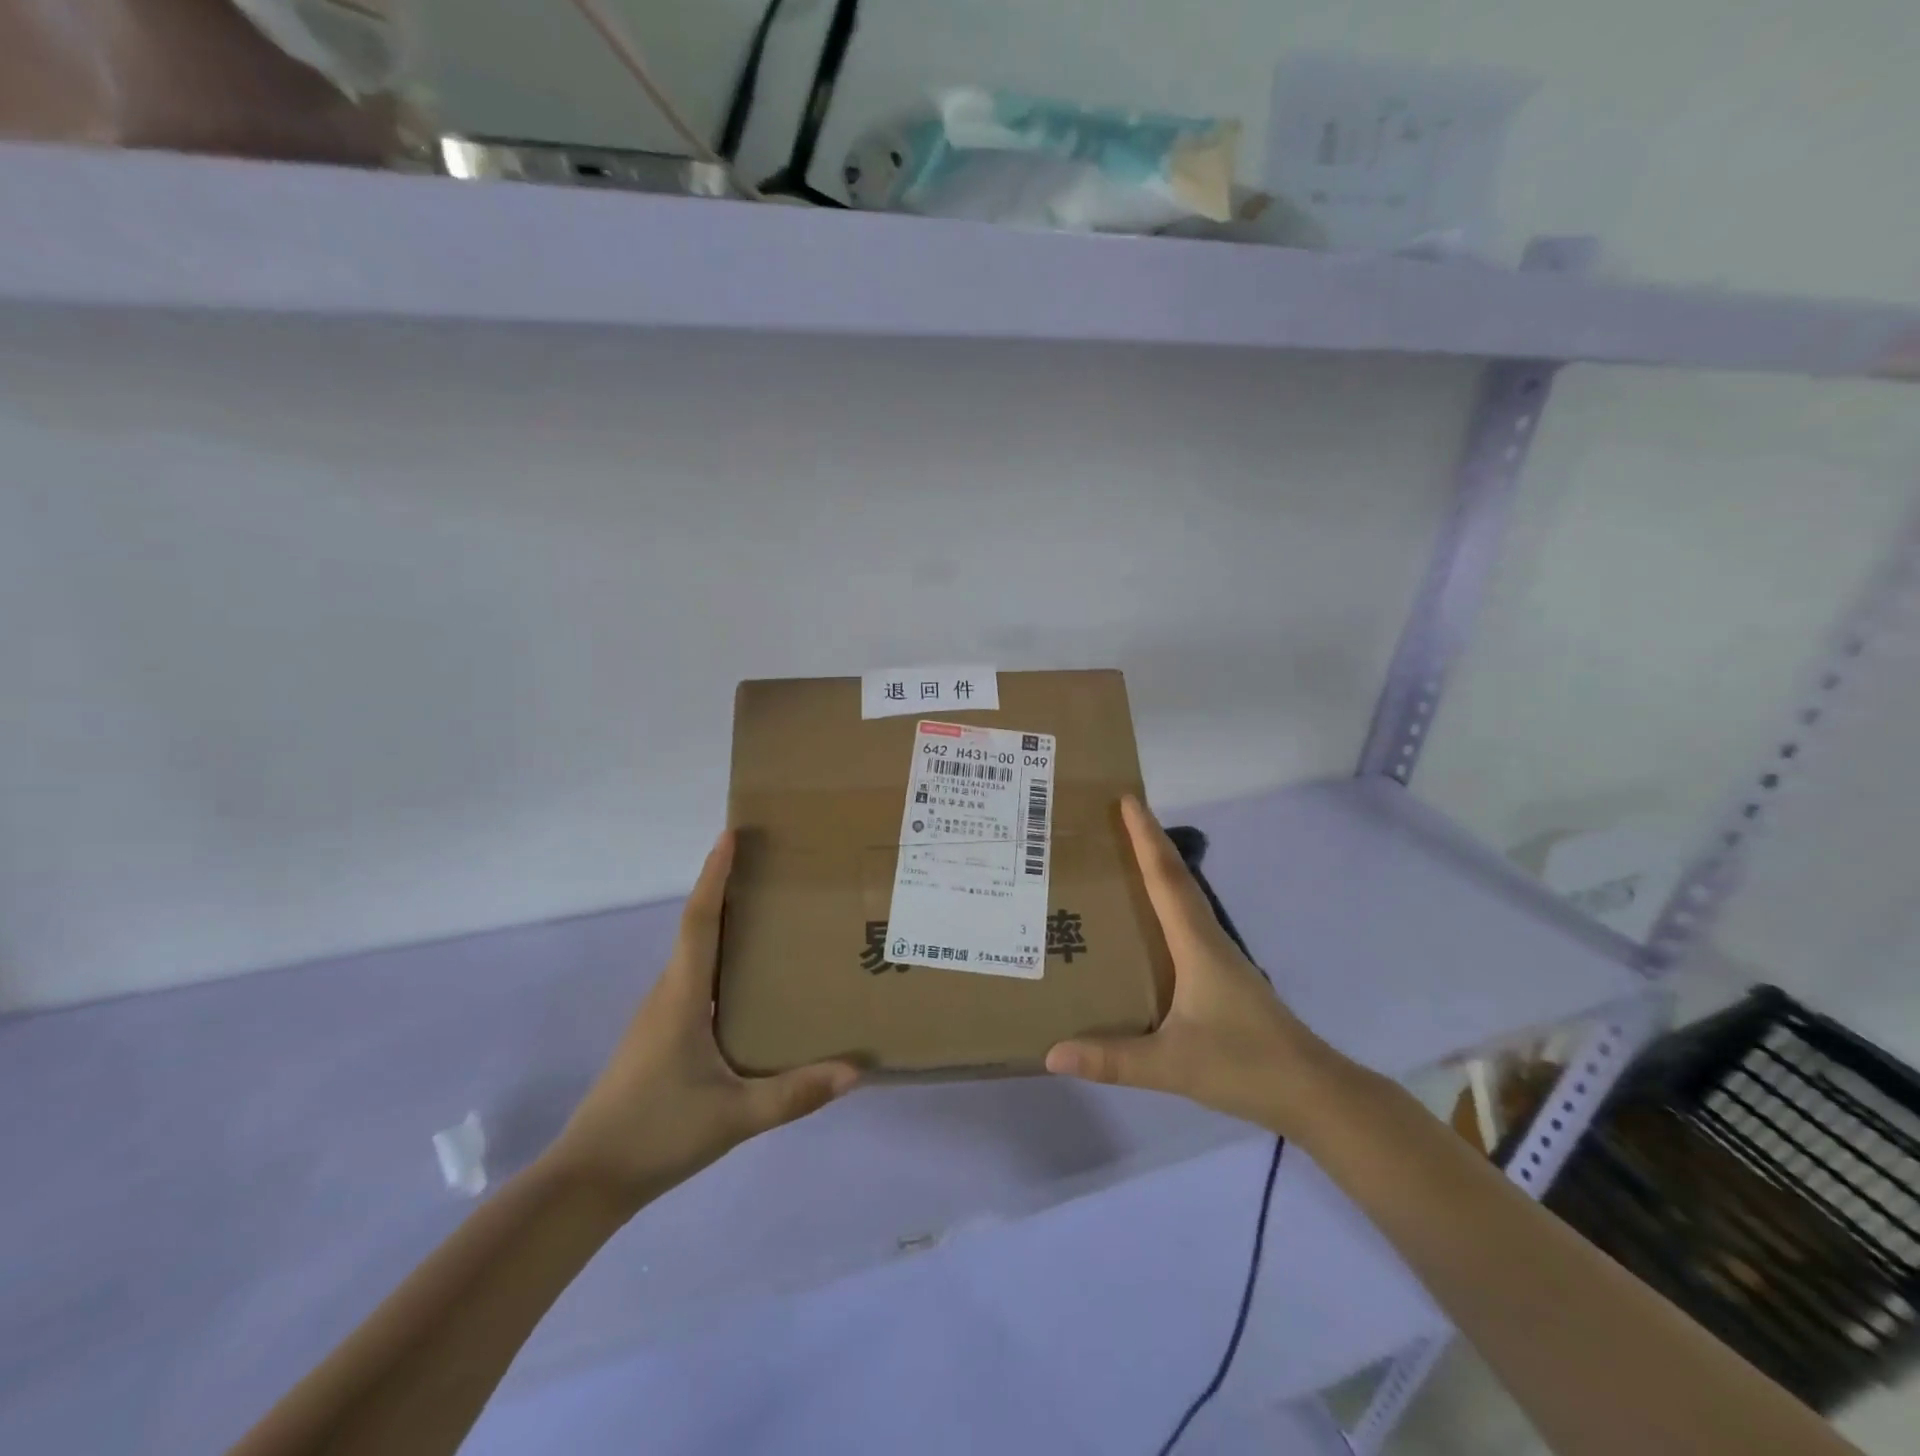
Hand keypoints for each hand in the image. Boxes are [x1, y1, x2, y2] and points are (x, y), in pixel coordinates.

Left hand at [552, 832, 858, 1206]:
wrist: (586, 1181)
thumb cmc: (656, 1133)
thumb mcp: (735, 1117)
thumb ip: (795, 1094)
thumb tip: (857, 1070)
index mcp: (683, 996)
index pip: (700, 920)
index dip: (715, 875)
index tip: (730, 835)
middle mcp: (668, 993)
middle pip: (697, 926)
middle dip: (726, 889)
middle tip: (769, 867)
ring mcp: (659, 1016)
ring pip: (694, 954)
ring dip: (722, 924)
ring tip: (768, 915)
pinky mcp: (659, 1036)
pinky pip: (693, 979)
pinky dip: (719, 959)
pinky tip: (746, 982)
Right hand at [1045, 796, 1333, 1136]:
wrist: (1311, 1092)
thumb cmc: (1244, 1065)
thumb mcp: (1172, 1064)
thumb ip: (1112, 1060)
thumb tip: (1051, 1053)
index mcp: (1196, 944)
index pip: (1166, 878)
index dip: (1146, 837)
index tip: (1127, 799)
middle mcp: (1207, 939)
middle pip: (1175, 877)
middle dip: (1147, 841)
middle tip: (1112, 817)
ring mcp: (1217, 956)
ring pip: (1182, 898)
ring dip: (1156, 869)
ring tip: (1120, 856)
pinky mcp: (1220, 975)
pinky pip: (1184, 922)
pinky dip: (1163, 902)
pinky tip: (1146, 919)